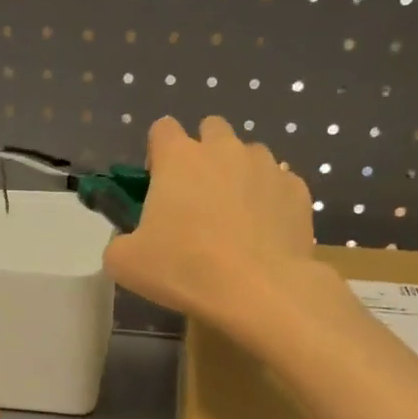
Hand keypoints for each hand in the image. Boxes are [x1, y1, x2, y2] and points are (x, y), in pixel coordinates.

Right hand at [105, 115, 316, 328]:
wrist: (259, 290)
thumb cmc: (185, 269)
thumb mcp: (126, 263)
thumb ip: (120, 242)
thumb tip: (128, 242)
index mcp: (179, 157)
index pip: (162, 128)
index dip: (158, 152)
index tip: (158, 181)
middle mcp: (224, 149)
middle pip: (212, 128)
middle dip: (204, 152)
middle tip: (198, 195)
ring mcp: (266, 166)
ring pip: (250, 154)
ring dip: (239, 174)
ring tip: (236, 216)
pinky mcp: (297, 190)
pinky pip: (280, 184)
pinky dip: (270, 200)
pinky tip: (265, 233)